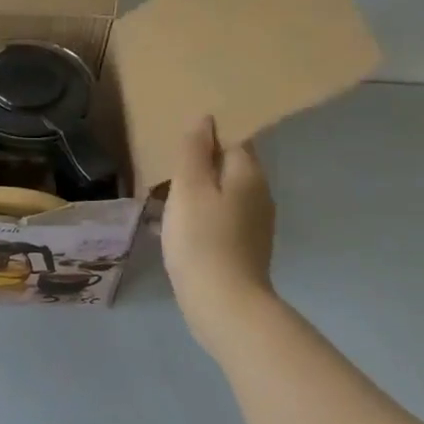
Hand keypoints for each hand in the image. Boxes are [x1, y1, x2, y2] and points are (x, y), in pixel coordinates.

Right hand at [161, 116, 277, 355]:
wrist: (223, 304)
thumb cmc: (202, 238)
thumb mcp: (189, 187)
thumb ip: (194, 151)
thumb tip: (206, 119)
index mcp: (248, 174)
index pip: (234, 139)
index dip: (208, 135)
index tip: (179, 139)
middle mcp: (259, 194)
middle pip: (229, 167)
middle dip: (200, 164)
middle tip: (165, 167)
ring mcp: (255, 224)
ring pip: (223, 194)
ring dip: (197, 192)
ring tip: (164, 197)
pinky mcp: (245, 248)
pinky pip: (220, 219)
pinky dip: (200, 216)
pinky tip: (175, 227)